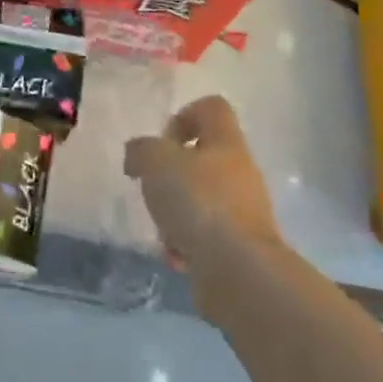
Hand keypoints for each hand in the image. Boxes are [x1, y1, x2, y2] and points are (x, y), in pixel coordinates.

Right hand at [125, 95, 281, 283]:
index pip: (211, 108)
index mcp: (226, 142)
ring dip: (175, 213)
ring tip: (163, 230)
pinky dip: (186, 244)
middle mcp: (240, 172)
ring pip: (200, 200)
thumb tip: (138, 155)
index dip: (183, 116)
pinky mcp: (240, 248)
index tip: (162, 143)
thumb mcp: (156, 162)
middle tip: (154, 189)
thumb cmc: (199, 203)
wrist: (241, 273)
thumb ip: (141, 150)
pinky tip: (176, 256)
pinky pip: (205, 237)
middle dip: (170, 175)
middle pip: (202, 158)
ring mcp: (244, 211)